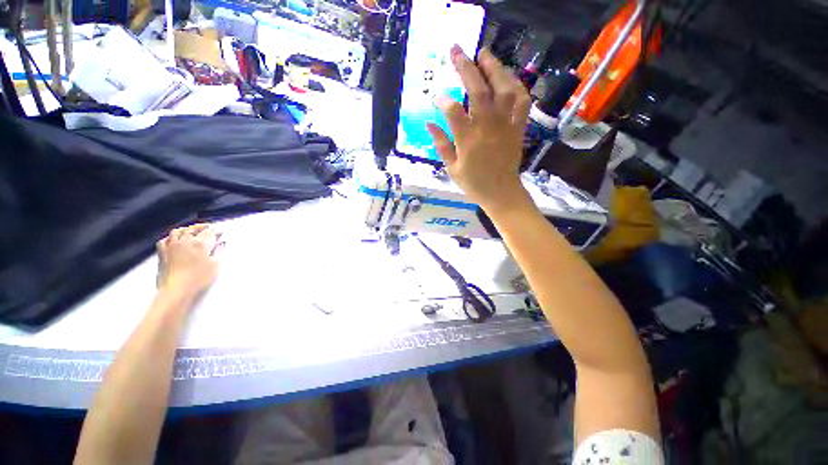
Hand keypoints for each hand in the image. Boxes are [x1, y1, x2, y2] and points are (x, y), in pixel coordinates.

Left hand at [156, 224, 222, 298]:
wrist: (177, 290)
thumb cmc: (199, 279)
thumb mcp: (215, 265)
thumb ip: (219, 251)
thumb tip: (222, 243)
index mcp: (200, 243)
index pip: (210, 232)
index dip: (217, 231)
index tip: (222, 231)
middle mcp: (184, 241)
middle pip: (193, 228)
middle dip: (202, 227)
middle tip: (209, 227)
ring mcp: (171, 246)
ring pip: (178, 231)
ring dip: (187, 229)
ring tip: (192, 231)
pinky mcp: (162, 253)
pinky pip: (165, 240)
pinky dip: (170, 237)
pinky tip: (173, 239)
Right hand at [427, 46, 531, 211]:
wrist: (501, 192)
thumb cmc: (474, 183)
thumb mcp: (451, 168)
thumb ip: (441, 144)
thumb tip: (429, 122)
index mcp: (467, 141)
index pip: (453, 111)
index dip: (443, 100)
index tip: (437, 96)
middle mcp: (487, 129)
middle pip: (478, 91)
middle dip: (466, 68)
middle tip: (457, 51)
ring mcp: (505, 126)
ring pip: (504, 90)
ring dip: (494, 68)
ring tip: (484, 54)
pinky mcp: (518, 127)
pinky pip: (522, 101)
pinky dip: (517, 86)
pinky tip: (508, 77)